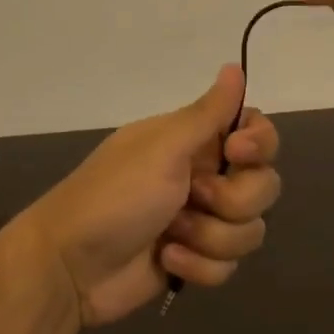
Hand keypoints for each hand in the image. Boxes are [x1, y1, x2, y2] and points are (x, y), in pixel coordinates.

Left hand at [21, 66, 281, 326]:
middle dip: (234, 200)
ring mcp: (201, 222)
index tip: (237, 153)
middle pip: (263, 186)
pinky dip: (198, 266)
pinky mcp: (196, 260)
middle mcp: (203, 177)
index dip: (259, 145)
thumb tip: (235, 66)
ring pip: (249, 231)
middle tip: (194, 198)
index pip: (256, 133)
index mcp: (194, 142)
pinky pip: (228, 265)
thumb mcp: (162, 148)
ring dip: (211, 237)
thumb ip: (207, 112)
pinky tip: (166, 261)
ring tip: (172, 236)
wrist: (70, 266)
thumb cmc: (114, 197)